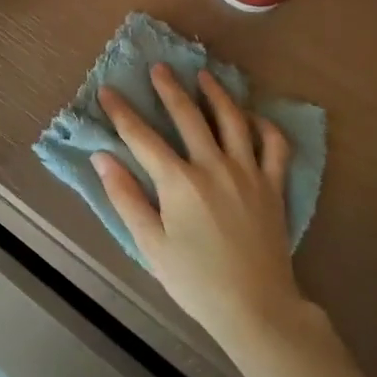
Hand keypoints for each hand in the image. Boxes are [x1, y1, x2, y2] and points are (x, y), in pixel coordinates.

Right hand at [94, 64, 322, 361]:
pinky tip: (252, 116)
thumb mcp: (150, 244)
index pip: (142, 137)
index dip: (121, 112)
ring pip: (233, 120)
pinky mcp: (273, 186)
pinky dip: (264, 125)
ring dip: (217, 94)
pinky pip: (274, 145)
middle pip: (188, 116)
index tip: (107, 91)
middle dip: (169, 88)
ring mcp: (248, 173)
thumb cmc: (196, 280)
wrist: (258, 309)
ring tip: (205, 76)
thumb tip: (102, 157)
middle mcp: (214, 166)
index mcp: (179, 182)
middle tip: (159, 67)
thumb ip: (125, 197)